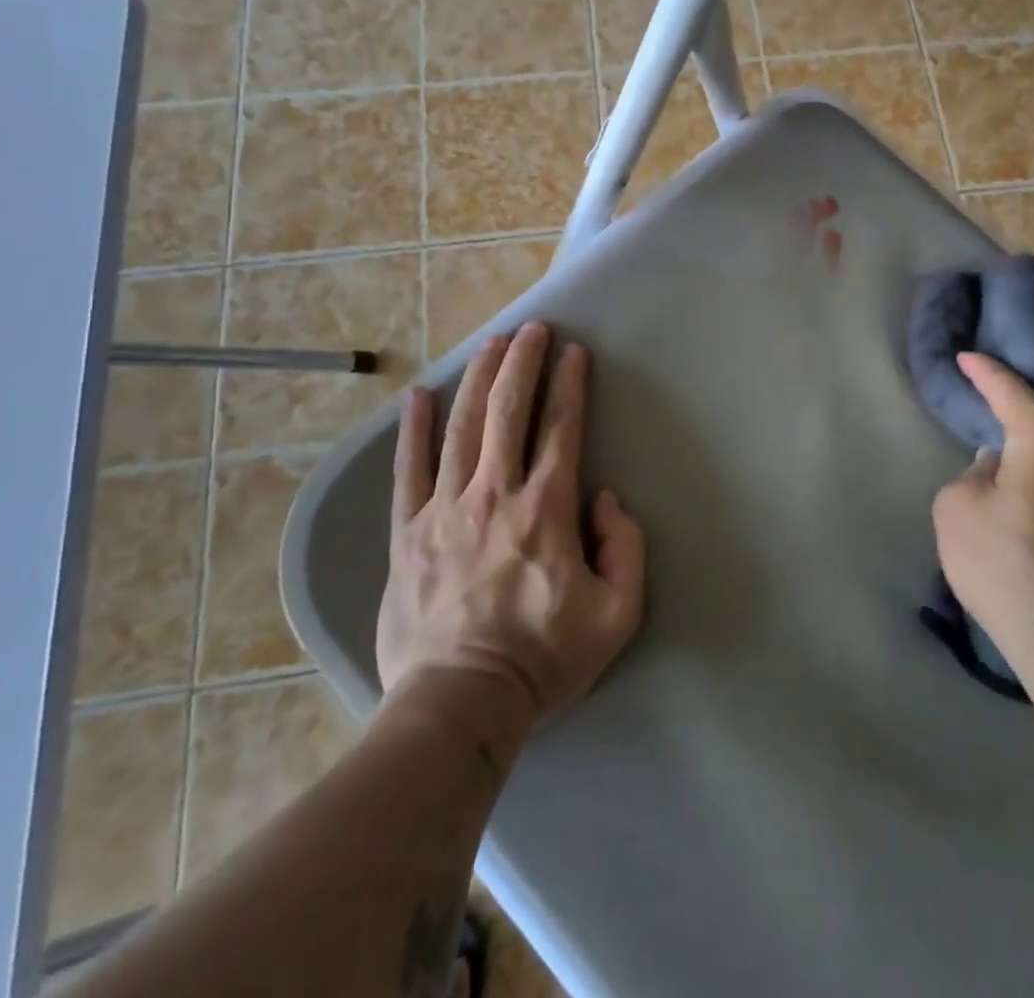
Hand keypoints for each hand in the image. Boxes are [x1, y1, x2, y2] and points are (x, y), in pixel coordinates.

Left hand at [375, 323, 645, 726]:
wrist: (460, 705)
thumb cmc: (544, 658)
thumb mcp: (617, 613)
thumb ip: (625, 547)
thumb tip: (604, 498)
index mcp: (546, 509)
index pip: (561, 428)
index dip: (569, 384)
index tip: (574, 353)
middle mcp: (494, 494)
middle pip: (509, 412)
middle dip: (522, 362)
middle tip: (531, 329)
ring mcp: (444, 510)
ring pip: (462, 427)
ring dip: (477, 378)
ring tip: (490, 343)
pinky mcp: (407, 533)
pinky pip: (408, 469)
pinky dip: (413, 429)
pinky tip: (417, 395)